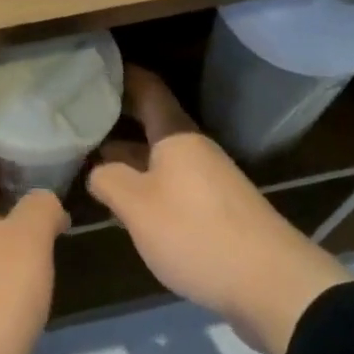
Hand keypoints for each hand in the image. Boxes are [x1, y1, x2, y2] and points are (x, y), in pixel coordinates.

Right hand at [87, 67, 353, 353]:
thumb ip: (108, 180)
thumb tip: (96, 170)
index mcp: (177, 135)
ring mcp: (209, 180)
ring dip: (130, 155)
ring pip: (161, 155)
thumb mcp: (138, 206)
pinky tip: (128, 202)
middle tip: (80, 116)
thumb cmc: (197, 233)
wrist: (273, 285)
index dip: (122, 75)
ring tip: (92, 159)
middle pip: (153, 122)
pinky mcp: (217, 210)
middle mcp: (195, 149)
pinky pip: (173, 182)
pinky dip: (147, 182)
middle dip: (119, 117)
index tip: (93, 68)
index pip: (148, 88)